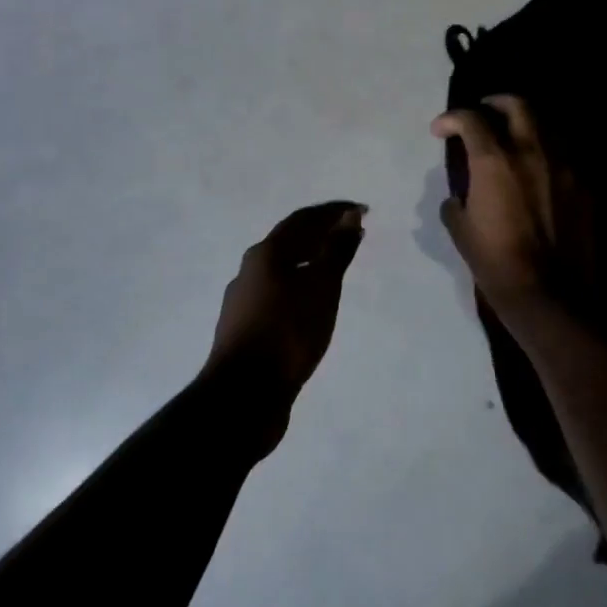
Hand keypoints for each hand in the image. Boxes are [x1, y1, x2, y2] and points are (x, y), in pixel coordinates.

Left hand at [205, 201, 366, 445]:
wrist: (243, 395)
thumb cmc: (287, 332)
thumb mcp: (321, 287)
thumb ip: (336, 250)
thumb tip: (349, 217)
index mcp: (265, 254)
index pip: (303, 219)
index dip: (334, 211)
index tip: (362, 211)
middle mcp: (250, 271)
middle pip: (290, 241)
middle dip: (322, 233)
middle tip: (352, 234)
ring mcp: (244, 301)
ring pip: (283, 269)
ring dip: (311, 260)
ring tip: (337, 266)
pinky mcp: (246, 328)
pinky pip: (279, 293)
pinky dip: (301, 285)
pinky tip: (313, 303)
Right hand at [432, 97, 593, 331]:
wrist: (551, 295)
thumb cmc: (496, 265)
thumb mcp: (461, 233)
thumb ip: (456, 203)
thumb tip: (458, 196)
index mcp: (495, 160)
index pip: (470, 119)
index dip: (451, 118)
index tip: (440, 130)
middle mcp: (532, 151)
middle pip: (517, 105)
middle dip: (495, 103)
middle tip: (484, 112)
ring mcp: (564, 165)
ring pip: (547, 125)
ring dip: (526, 124)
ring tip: (514, 137)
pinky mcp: (584, 185)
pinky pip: (565, 155)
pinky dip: (547, 152)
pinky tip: (539, 169)